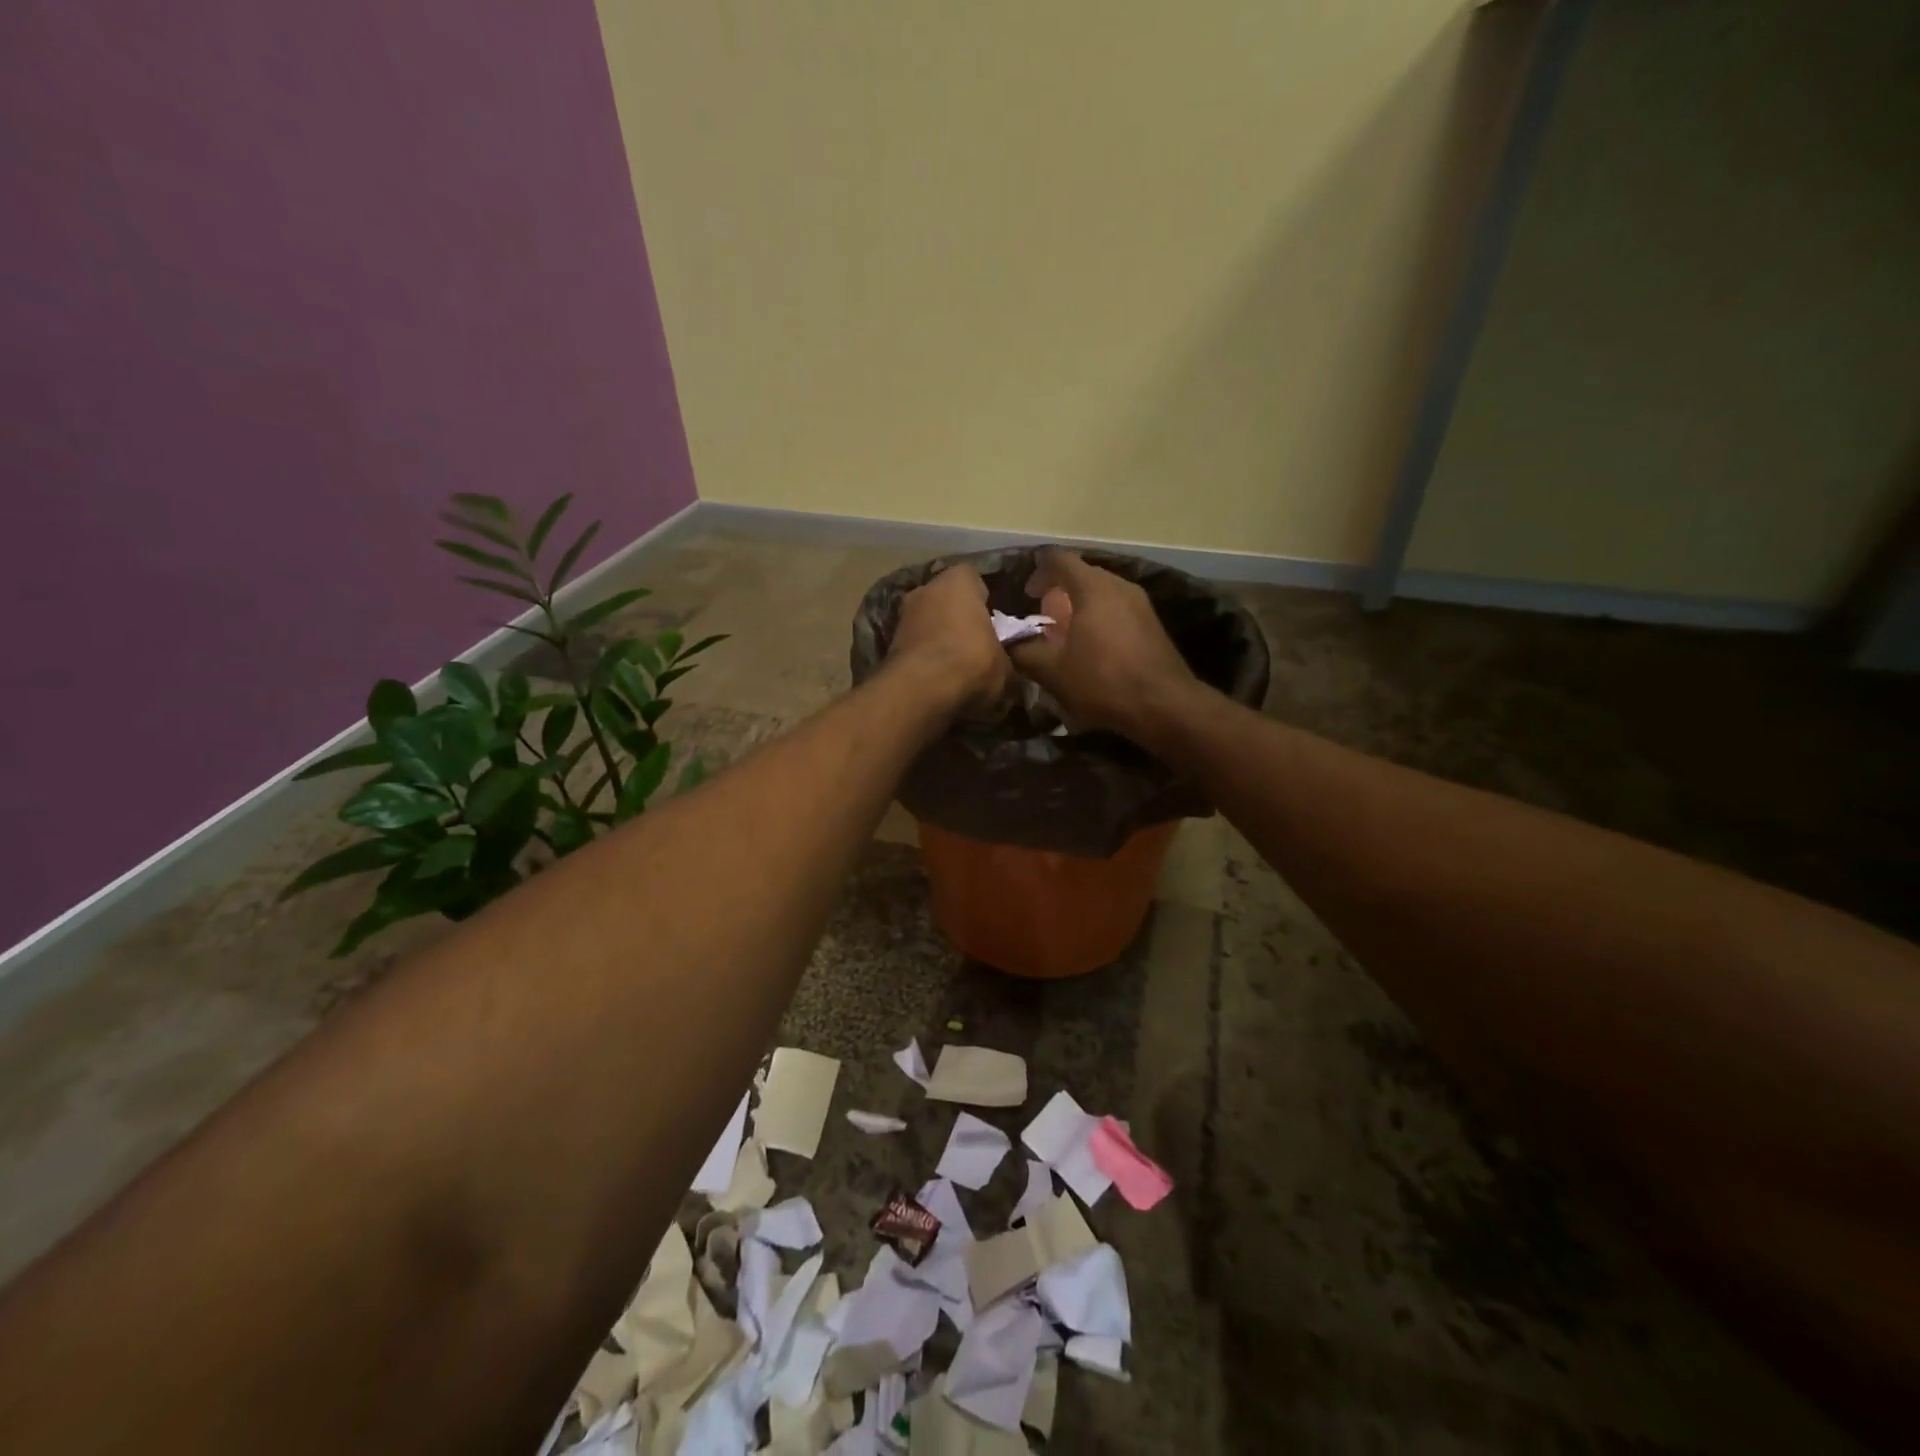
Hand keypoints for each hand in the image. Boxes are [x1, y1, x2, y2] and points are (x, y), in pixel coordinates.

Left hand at [888, 564, 1008, 716]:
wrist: (921, 691)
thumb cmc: (972, 663)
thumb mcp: (1006, 666)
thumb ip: (1006, 658)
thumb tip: (1006, 668)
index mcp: (959, 580)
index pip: (975, 578)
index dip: (985, 599)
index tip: (994, 620)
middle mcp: (926, 588)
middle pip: (947, 599)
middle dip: (959, 617)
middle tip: (977, 643)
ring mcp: (902, 615)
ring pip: (928, 621)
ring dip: (939, 637)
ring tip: (957, 664)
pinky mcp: (888, 643)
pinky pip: (915, 645)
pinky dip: (924, 656)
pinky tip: (938, 677)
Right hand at [1008, 549, 1198, 741]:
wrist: (1164, 706)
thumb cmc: (1102, 681)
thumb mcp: (1052, 671)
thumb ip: (1024, 652)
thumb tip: (1009, 644)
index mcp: (1093, 588)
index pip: (1059, 560)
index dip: (1038, 572)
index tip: (1027, 594)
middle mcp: (1120, 586)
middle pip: (1083, 576)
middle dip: (1059, 593)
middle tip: (1044, 619)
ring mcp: (1141, 605)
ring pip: (1103, 594)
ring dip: (1081, 609)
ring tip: (1067, 636)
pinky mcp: (1153, 626)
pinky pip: (1118, 611)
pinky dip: (1100, 620)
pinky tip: (1093, 650)